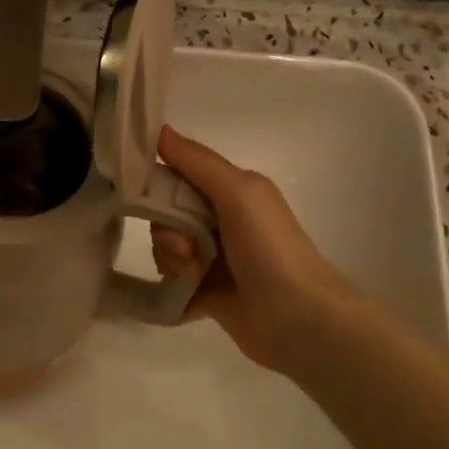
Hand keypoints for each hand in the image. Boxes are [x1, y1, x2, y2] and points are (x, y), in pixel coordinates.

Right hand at [150, 125, 359, 374]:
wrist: (299, 319)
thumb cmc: (270, 248)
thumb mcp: (238, 192)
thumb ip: (197, 161)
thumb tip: (159, 129)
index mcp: (230, 192)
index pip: (177, 177)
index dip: (158, 186)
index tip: (149, 199)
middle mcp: (221, 221)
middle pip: (166, 216)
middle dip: (167, 232)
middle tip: (188, 250)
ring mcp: (213, 260)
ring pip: (165, 250)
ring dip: (172, 262)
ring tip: (195, 276)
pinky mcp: (205, 293)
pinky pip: (170, 283)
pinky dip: (171, 288)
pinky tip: (185, 295)